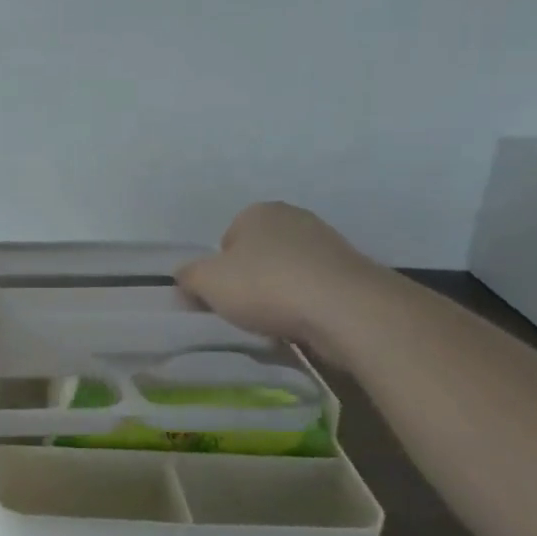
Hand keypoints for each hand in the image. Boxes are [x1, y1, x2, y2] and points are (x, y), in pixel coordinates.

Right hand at [175, 202, 388, 356]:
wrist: (345, 308)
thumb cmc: (266, 285)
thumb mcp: (207, 282)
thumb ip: (188, 276)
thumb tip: (185, 276)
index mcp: (259, 211)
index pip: (227, 241)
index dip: (220, 271)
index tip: (223, 296)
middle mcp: (294, 218)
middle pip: (258, 255)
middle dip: (251, 281)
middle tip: (246, 310)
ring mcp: (328, 243)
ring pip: (288, 273)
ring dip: (280, 295)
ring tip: (276, 322)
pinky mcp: (351, 272)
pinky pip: (315, 290)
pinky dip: (306, 306)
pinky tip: (303, 324)